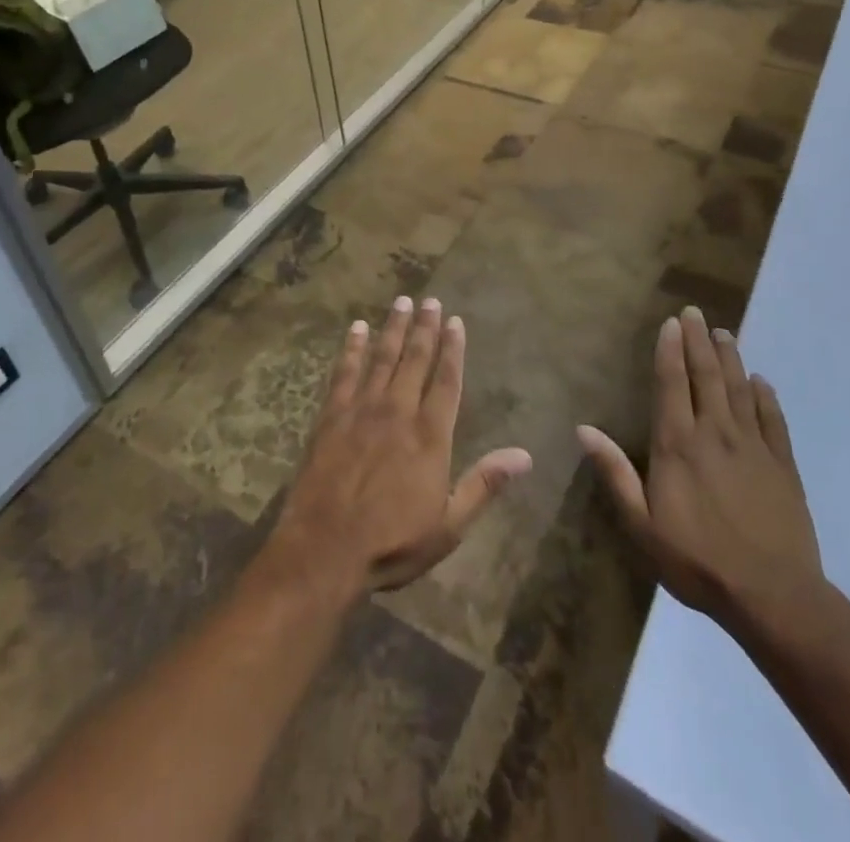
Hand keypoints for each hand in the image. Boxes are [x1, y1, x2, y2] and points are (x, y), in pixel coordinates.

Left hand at [270, 296, 532, 596]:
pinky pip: (344, 373)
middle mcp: (398, 411)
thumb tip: (525, 455)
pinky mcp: (331, 416)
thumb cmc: (392, 542)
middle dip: (424, 328)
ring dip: (393, 328)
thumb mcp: (449, 525)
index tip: (455, 321)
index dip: (453, 349)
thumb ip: (484, 484)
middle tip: (429, 300)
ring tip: (401, 302)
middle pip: (415, 359)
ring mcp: (362, 410)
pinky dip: (353, 349)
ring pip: (382, 358)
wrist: (325, 549)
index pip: (447, 381)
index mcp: (430, 435)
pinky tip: (357, 329)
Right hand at [579, 307, 821, 630]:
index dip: (670, 350)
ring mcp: (754, 447)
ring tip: (724, 333)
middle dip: (699, 341)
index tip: (671, 322)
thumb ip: (615, 473)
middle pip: (707, 376)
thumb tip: (583, 429)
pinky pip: (774, 420)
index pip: (672, 383)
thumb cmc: (697, 560)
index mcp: (678, 444)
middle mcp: (715, 433)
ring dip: (730, 358)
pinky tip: (762, 381)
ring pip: (740, 390)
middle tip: (695, 313)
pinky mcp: (783, 466)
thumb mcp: (642, 524)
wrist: (773, 597)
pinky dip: (766, 396)